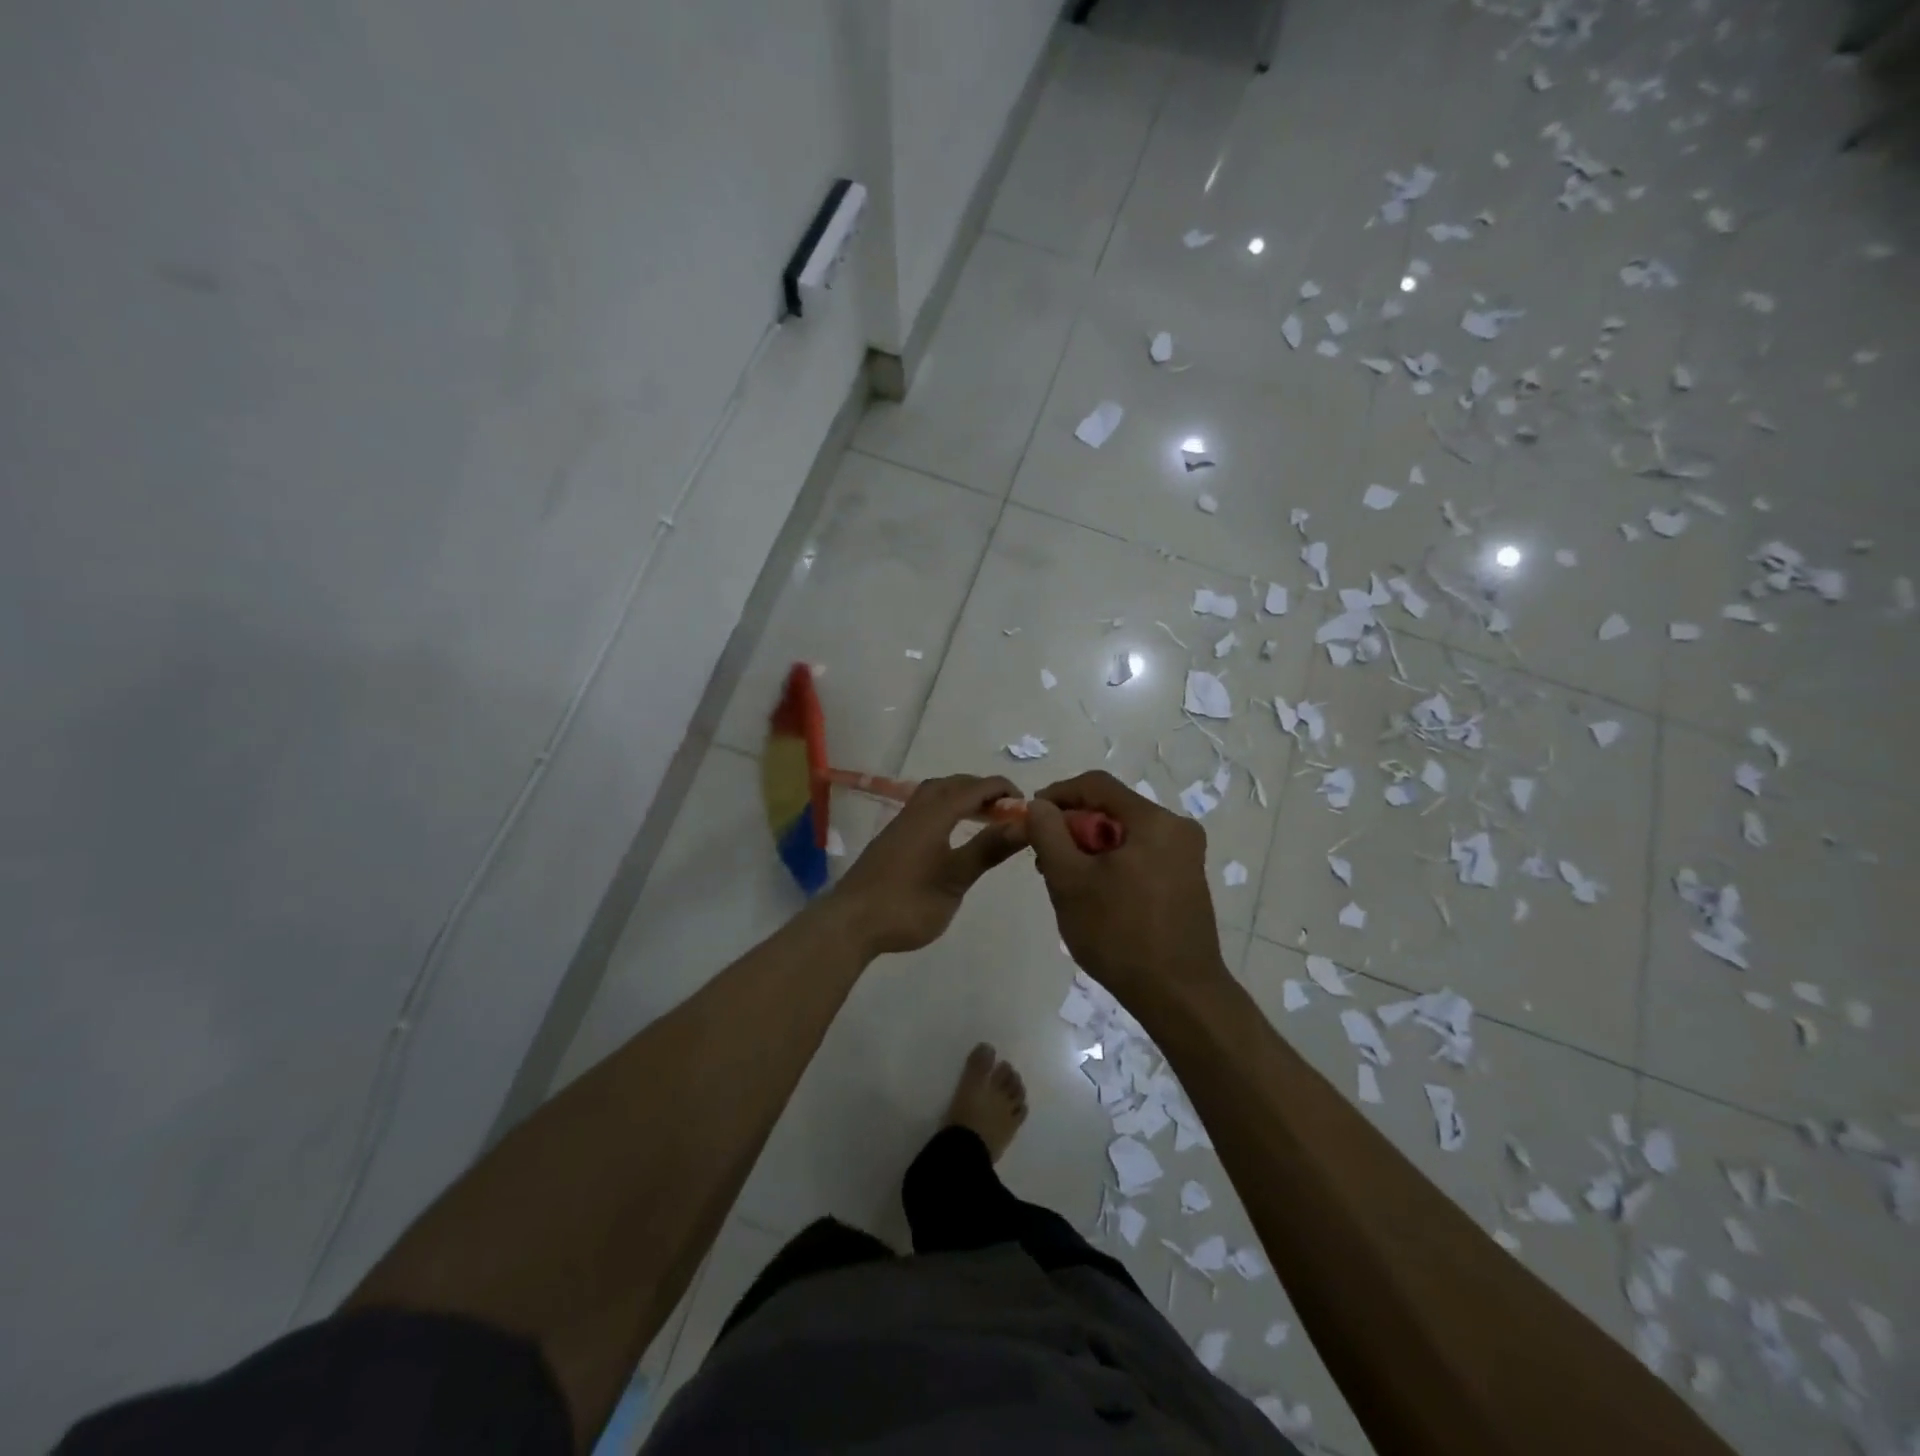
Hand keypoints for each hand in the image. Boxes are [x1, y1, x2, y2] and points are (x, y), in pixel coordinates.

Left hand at [827, 775, 1025, 957]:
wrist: (851, 923)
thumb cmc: (907, 902)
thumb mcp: (955, 879)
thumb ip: (988, 849)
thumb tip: (1023, 825)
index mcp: (934, 815)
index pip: (975, 788)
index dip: (1002, 790)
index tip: (1026, 805)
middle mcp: (916, 811)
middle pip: (952, 784)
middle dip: (981, 789)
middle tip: (1005, 809)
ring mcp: (900, 825)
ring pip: (934, 795)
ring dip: (961, 797)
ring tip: (982, 817)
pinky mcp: (891, 840)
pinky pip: (925, 809)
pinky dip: (946, 810)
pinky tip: (951, 835)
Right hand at [1026, 771, 1229, 1009]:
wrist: (1179, 996)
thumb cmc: (1120, 934)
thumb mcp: (1070, 881)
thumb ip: (1048, 834)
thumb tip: (1039, 805)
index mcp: (1154, 821)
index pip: (1096, 785)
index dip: (1057, 794)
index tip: (1030, 817)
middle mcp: (1177, 829)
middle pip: (1111, 810)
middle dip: (1072, 828)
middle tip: (1043, 859)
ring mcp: (1186, 856)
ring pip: (1123, 835)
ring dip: (1089, 849)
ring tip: (1064, 882)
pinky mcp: (1185, 880)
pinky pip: (1139, 856)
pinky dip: (1111, 865)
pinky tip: (1094, 896)